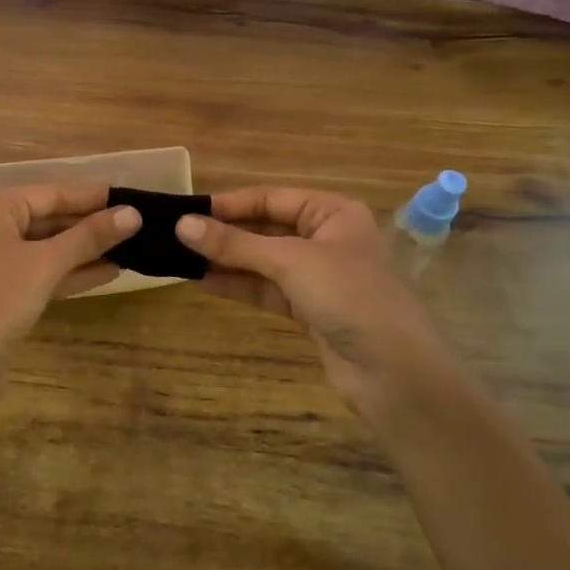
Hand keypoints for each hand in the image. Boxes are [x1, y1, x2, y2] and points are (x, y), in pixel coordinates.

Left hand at [0, 184, 140, 409]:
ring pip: (50, 249)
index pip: (50, 193)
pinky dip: (73, 273)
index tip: (128, 195)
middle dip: (90, 223)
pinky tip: (108, 273)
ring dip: (86, 249)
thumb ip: (90, 237)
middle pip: (50, 219)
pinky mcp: (6, 295)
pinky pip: (45, 274)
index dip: (89, 195)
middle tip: (134, 223)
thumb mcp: (47, 262)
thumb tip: (133, 214)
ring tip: (130, 247)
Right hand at [176, 187, 457, 425]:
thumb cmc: (349, 296)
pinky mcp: (310, 309)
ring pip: (263, 261)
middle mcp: (326, 238)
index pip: (271, 198)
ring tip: (180, 257)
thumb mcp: (289, 261)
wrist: (393, 371)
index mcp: (333, 213)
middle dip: (224, 234)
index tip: (187, 210)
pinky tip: (203, 281)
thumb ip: (235, 244)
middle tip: (176, 235)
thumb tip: (182, 225)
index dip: (230, 204)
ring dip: (226, 260)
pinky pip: (266, 289)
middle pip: (265, 229)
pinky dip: (238, 285)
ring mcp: (318, 276)